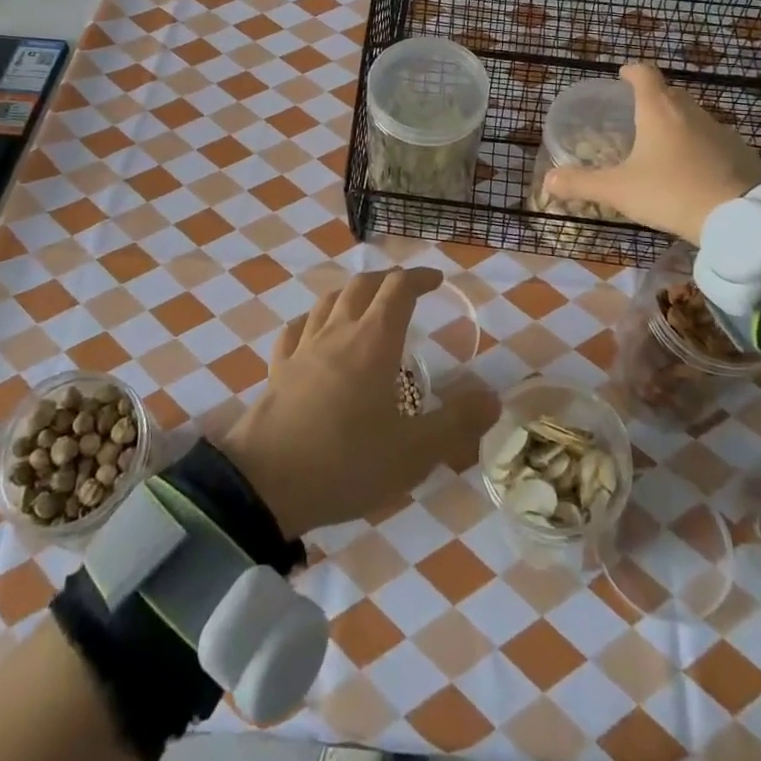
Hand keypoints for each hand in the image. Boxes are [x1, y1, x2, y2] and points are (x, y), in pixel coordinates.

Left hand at [217, 269, 498, 539]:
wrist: (266, 481)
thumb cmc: (346, 461)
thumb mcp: (413, 452)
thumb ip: (456, 423)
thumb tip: (494, 397)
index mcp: (374, 341)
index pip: (398, 289)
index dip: (419, 278)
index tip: (436, 280)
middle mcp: (338, 332)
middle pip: (362, 286)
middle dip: (387, 280)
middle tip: (405, 290)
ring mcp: (303, 348)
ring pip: (328, 302)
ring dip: (351, 294)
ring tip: (364, 305)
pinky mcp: (278, 368)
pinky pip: (296, 330)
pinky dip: (312, 321)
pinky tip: (313, 332)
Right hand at [542, 61, 760, 241]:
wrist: (738, 218)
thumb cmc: (670, 193)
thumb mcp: (619, 191)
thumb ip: (582, 183)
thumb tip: (550, 180)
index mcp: (659, 110)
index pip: (644, 74)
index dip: (631, 72)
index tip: (622, 76)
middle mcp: (690, 111)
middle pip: (669, 92)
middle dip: (652, 99)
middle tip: (635, 117)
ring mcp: (720, 130)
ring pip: (693, 116)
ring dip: (676, 124)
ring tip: (661, 146)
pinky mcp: (740, 151)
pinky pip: (713, 140)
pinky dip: (698, 147)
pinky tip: (691, 170)